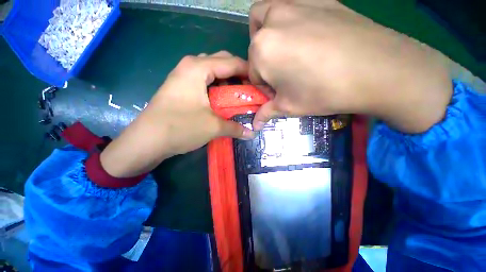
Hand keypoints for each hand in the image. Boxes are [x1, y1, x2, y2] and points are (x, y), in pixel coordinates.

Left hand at [100, 51, 253, 177]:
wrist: (147, 140)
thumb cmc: (180, 128)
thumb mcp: (213, 127)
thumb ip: (236, 128)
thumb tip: (252, 134)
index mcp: (198, 68)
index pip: (232, 62)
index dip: (249, 73)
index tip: (260, 85)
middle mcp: (191, 65)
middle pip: (222, 62)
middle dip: (238, 75)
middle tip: (248, 91)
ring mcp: (184, 76)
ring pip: (213, 71)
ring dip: (227, 81)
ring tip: (236, 96)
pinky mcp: (181, 87)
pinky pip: (205, 80)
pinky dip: (217, 87)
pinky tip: (222, 100)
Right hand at [248, 0, 451, 132]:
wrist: (378, 69)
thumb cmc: (323, 92)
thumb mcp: (289, 107)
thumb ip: (266, 113)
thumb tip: (255, 125)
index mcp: (261, 50)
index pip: (254, 73)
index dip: (264, 86)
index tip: (278, 93)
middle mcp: (272, 21)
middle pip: (255, 44)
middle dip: (262, 60)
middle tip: (280, 71)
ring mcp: (295, 3)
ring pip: (267, 14)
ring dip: (268, 33)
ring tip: (286, 50)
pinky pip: (291, 5)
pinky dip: (289, 21)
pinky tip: (308, 36)